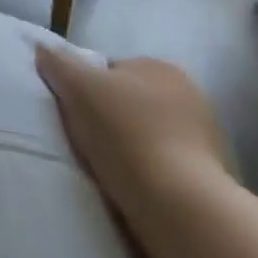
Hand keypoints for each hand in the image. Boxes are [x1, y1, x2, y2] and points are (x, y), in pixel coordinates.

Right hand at [35, 45, 234, 241]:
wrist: (180, 209)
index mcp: (161, 68)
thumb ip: (56, 61)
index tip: (74, 111)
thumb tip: (43, 49)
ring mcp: (209, 143)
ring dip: (133, 150)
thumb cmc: (126, 133)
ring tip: (108, 171)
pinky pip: (169, 171)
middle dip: (112, 119)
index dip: (88, 88)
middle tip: (87, 140)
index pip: (113, 71)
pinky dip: (152, 178)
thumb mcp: (76, 85)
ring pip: (152, 138)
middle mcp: (191, 98)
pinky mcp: (214, 185)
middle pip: (133, 104)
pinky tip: (134, 192)